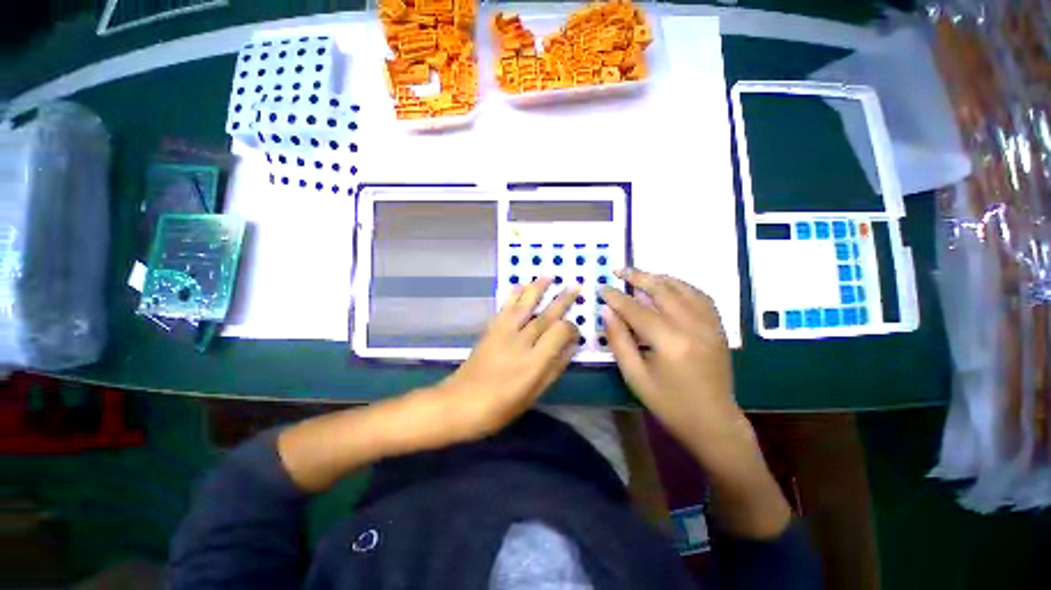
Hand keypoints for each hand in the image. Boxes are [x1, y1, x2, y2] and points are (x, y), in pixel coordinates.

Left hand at [422, 277, 579, 444]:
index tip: (576, 330)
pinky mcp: (490, 329)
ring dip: (538, 288)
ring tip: (550, 275)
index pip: (559, 332)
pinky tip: (520, 285)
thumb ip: (555, 368)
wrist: (460, 403)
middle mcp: (520, 341)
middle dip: (562, 299)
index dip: (571, 328)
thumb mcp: (534, 393)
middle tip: (576, 285)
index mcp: (534, 362)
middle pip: (545, 315)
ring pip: (524, 304)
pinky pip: (505, 307)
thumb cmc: (500, 406)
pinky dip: (514, 294)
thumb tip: (572, 346)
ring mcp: (503, 332)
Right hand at [602, 268, 791, 538]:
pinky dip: (681, 286)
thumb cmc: (669, 404)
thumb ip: (619, 340)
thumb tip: (607, 311)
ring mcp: (710, 324)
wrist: (714, 422)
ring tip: (640, 275)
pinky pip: (700, 296)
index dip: (616, 297)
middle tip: (619, 270)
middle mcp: (693, 326)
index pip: (636, 309)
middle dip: (637, 276)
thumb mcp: (635, 376)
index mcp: (670, 342)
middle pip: (662, 290)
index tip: (601, 287)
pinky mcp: (718, 327)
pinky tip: (669, 286)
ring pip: (683, 288)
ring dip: (659, 277)